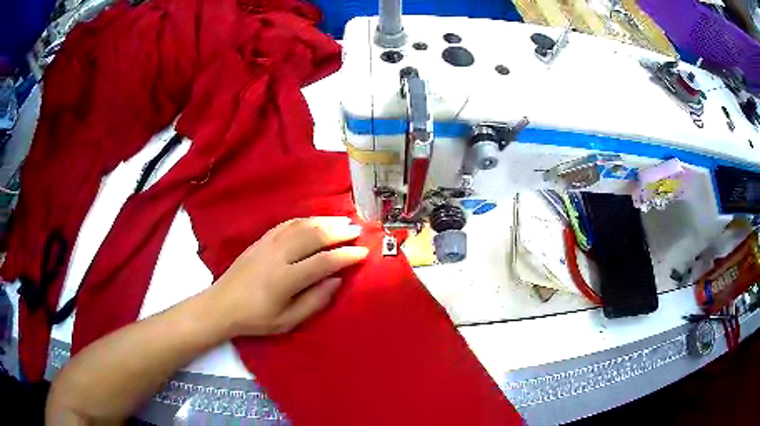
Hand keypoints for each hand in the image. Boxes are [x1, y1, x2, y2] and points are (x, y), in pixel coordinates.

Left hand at [206, 217, 367, 337]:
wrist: (222, 305)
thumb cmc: (255, 319)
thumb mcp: (287, 321)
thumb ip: (314, 301)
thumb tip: (337, 280)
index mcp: (285, 279)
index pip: (324, 261)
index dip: (346, 256)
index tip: (363, 252)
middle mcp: (278, 255)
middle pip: (314, 236)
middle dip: (339, 231)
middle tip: (358, 231)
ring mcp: (268, 244)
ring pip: (302, 225)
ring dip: (325, 221)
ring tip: (343, 221)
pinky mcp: (260, 240)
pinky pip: (287, 224)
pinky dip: (305, 220)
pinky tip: (315, 221)